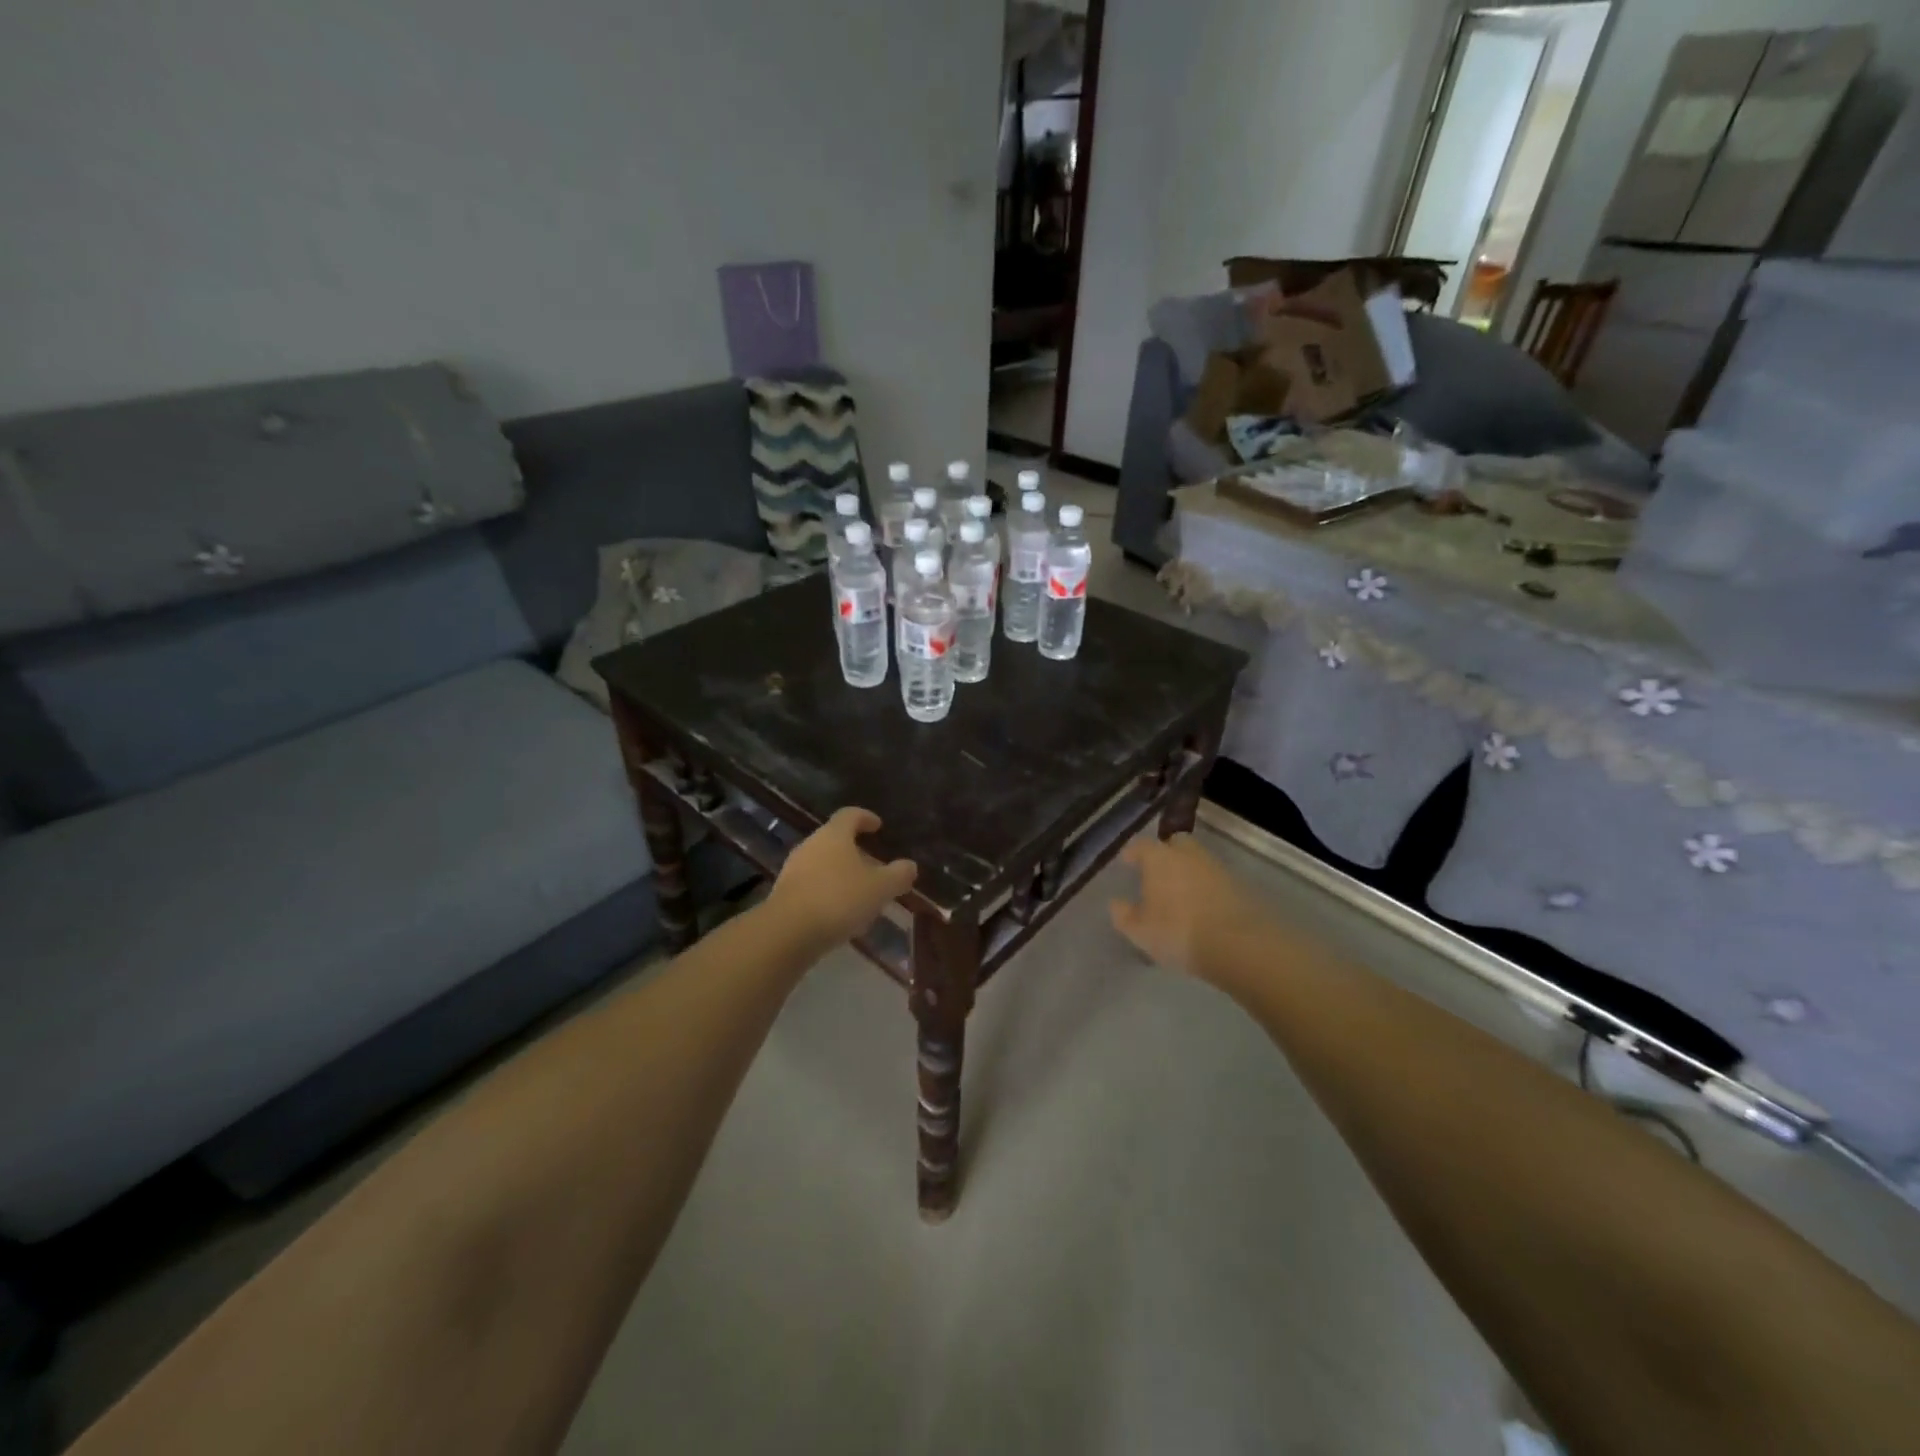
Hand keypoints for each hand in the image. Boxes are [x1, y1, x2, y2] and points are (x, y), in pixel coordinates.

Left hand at [768, 808, 916, 954]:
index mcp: (834, 835)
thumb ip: (898, 875)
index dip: (866, 818)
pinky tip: (841, 913)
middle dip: (856, 851)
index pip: (850, 815)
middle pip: (835, 840)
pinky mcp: (784, 894)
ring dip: (842, 874)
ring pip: (823, 864)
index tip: (878, 826)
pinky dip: (829, 892)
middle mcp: (811, 845)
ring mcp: (794, 869)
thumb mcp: (879, 888)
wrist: (787, 932)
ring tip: (861, 893)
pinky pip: (812, 885)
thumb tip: (910, 866)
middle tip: (875, 866)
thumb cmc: (839, 899)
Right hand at [1110, 833, 1262, 980]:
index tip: (1127, 862)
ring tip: (1179, 894)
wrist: (1238, 945)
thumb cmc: (1178, 932)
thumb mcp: (1139, 931)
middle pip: (1175, 844)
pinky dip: (1206, 888)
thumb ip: (1123, 914)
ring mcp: (1216, 868)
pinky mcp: (1238, 885)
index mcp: (1159, 858)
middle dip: (1166, 853)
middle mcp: (1188, 855)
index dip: (1132, 853)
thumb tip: (1117, 903)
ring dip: (1188, 871)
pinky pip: (1214, 880)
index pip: (1141, 845)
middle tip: (1157, 873)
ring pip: (1197, 861)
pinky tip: (1201, 907)